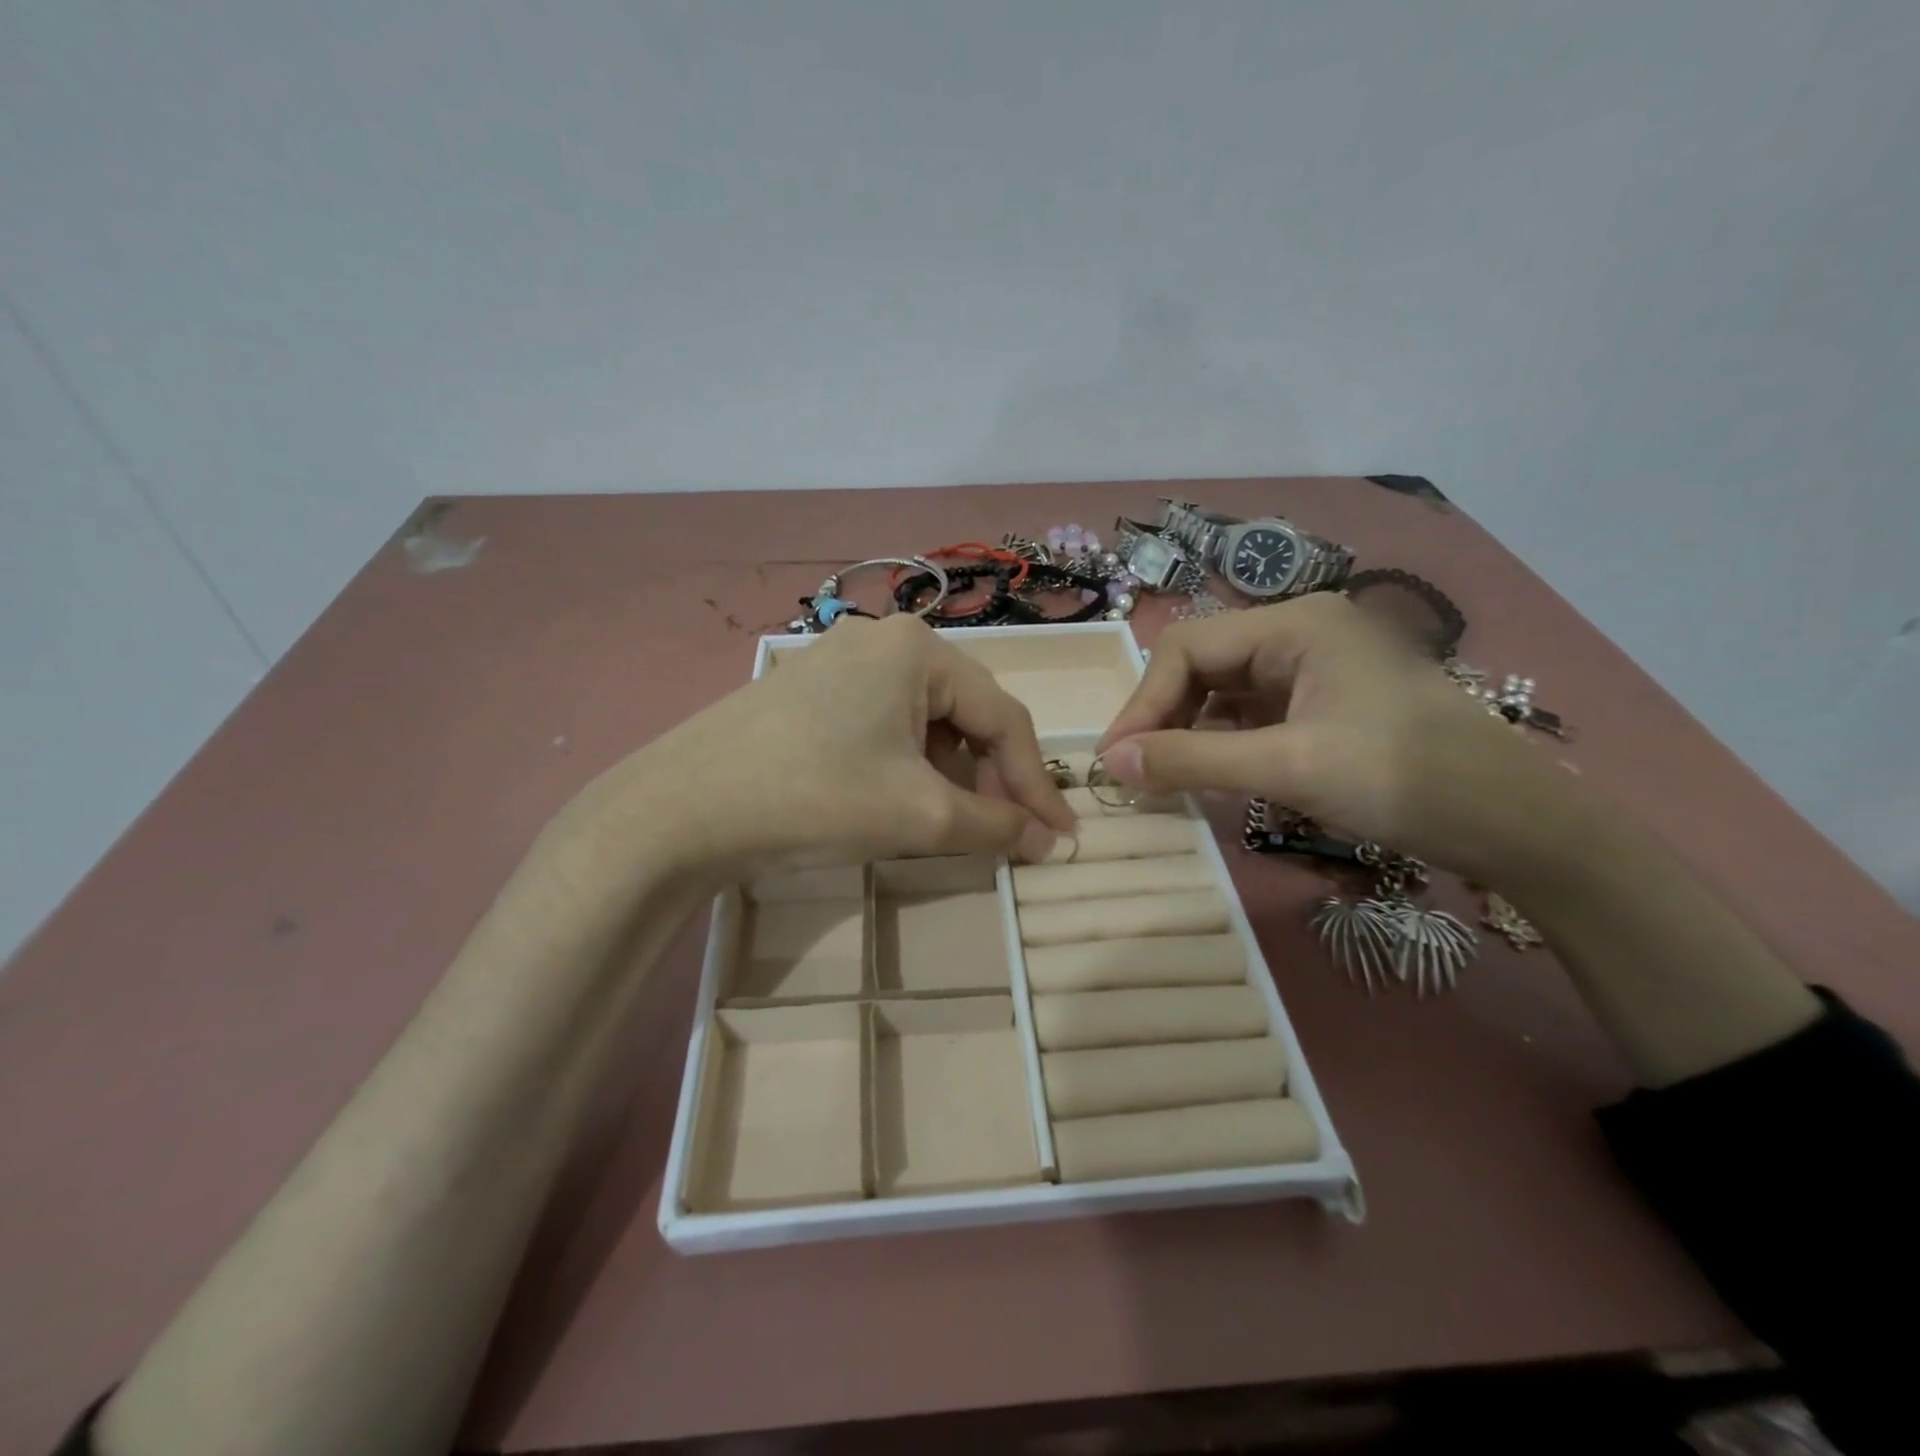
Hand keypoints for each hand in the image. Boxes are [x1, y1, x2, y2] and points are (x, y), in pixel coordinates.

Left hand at [565, 614, 1073, 883]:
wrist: (679, 810)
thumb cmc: (815, 798)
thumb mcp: (920, 815)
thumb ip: (996, 825)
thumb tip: (1048, 841)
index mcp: (919, 649)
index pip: (1004, 717)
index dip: (1035, 784)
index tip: (1057, 839)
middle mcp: (882, 640)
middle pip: (965, 713)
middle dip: (991, 777)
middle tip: (1005, 833)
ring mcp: (836, 661)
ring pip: (923, 721)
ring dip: (949, 773)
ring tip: (949, 822)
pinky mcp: (806, 691)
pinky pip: (881, 724)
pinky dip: (905, 765)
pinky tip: (895, 800)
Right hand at [1096, 594, 1595, 882]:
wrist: (1517, 824)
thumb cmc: (1405, 781)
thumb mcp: (1289, 768)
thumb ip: (1192, 760)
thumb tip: (1110, 762)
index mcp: (1295, 624)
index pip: (1187, 648)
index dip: (1143, 702)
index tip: (1115, 759)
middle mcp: (1301, 632)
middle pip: (1203, 663)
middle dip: (1163, 716)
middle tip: (1135, 771)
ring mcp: (1317, 667)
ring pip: (1225, 690)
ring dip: (1190, 731)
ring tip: (1165, 777)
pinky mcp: (1326, 703)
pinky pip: (1254, 713)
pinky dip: (1223, 741)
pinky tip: (1211, 773)